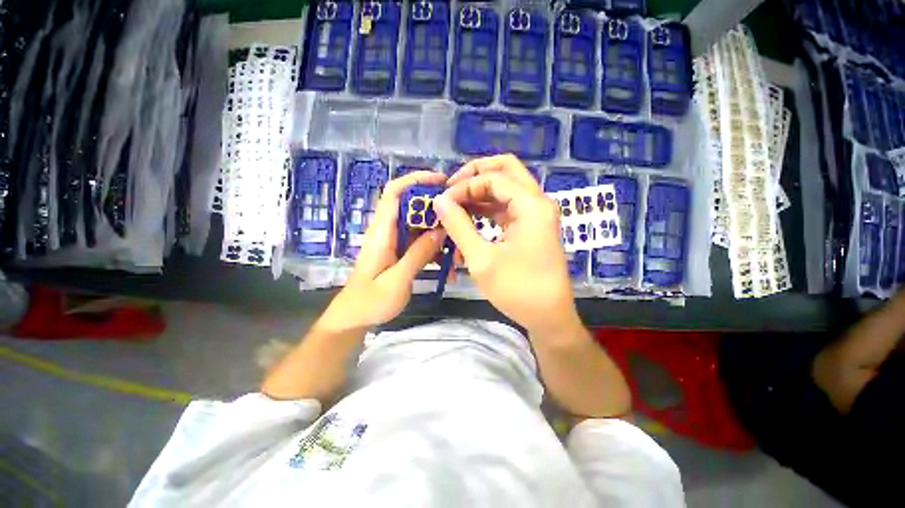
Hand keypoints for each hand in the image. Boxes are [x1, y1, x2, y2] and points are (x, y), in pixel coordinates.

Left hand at [320, 171, 447, 330]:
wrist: (353, 320)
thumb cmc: (371, 302)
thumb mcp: (398, 280)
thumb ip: (419, 254)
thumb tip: (440, 231)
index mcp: (382, 232)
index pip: (395, 192)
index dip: (416, 180)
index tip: (441, 181)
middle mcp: (387, 232)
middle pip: (412, 208)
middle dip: (437, 210)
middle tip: (459, 219)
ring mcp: (394, 243)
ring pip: (419, 227)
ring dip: (439, 233)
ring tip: (457, 248)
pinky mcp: (399, 254)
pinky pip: (420, 243)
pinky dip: (434, 249)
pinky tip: (447, 266)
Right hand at [434, 154, 579, 334]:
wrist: (549, 317)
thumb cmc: (517, 290)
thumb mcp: (481, 259)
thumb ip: (459, 226)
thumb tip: (439, 201)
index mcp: (531, 205)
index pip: (493, 179)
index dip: (464, 186)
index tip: (442, 202)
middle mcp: (537, 202)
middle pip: (506, 170)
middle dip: (475, 175)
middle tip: (451, 188)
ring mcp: (536, 214)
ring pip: (506, 188)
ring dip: (480, 192)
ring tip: (455, 204)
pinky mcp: (531, 226)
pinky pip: (507, 206)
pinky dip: (488, 208)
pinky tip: (469, 216)